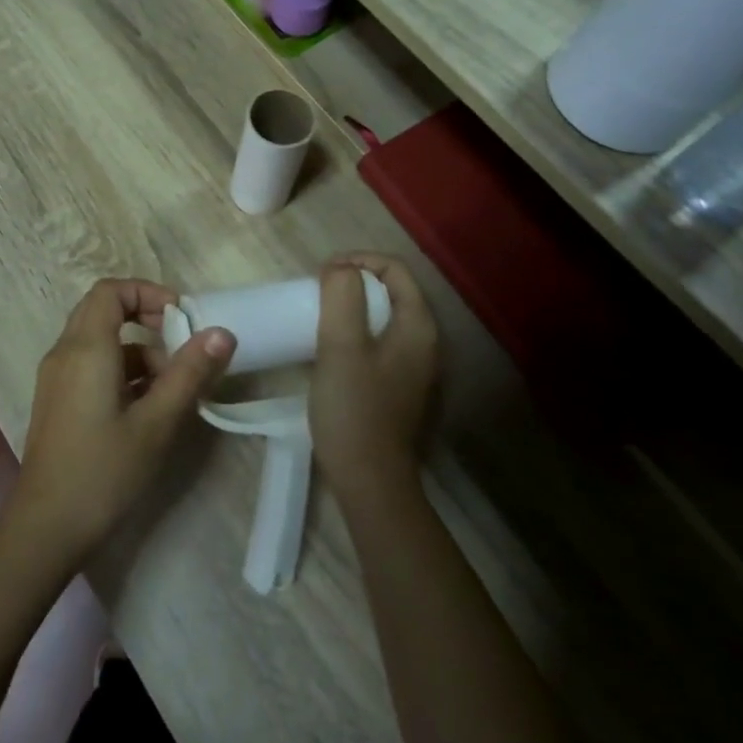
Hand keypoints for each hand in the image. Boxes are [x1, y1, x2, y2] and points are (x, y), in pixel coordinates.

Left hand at [1, 278, 236, 568]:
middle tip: (179, 344)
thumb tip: (222, 333)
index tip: (180, 317)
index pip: (111, 290)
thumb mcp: (156, 423)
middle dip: (144, 317)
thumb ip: (189, 374)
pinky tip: (146, 407)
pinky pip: (90, 364)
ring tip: (171, 388)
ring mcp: (56, 377)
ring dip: (137, 350)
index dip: (147, 292)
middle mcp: (64, 352)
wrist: (46, 527)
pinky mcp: (57, 400)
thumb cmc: (104, 471)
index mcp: (86, 348)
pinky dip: (120, 370)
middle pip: (102, 309)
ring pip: (98, 340)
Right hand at [310, 254, 438, 497]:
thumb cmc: (355, 409)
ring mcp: (415, 367)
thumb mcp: (341, 346)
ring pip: (385, 318)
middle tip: (317, 292)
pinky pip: (380, 342)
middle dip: (354, 282)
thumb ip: (342, 297)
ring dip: (353, 307)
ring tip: (319, 315)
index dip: (358, 261)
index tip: (322, 274)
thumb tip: (340, 269)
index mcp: (418, 326)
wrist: (370, 481)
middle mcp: (426, 342)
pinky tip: (332, 349)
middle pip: (392, 291)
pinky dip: (357, 332)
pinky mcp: (400, 387)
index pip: (395, 269)